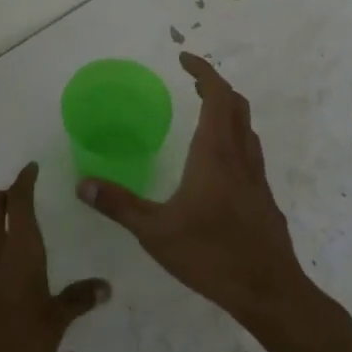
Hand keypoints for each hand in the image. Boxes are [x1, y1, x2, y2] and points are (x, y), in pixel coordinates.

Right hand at [76, 52, 305, 317]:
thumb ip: (119, 205)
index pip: (217, 95)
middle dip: (215, 86)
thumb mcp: (155, 232)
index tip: (183, 59)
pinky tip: (218, 164)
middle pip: (236, 105)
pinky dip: (234, 139)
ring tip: (203, 114)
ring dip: (227, 111)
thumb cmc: (211, 254)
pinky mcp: (264, 198)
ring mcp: (256, 177)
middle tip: (191, 83)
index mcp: (215, 152)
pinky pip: (250, 152)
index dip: (203, 71)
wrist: (270, 292)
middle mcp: (239, 156)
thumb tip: (82, 184)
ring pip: (246, 128)